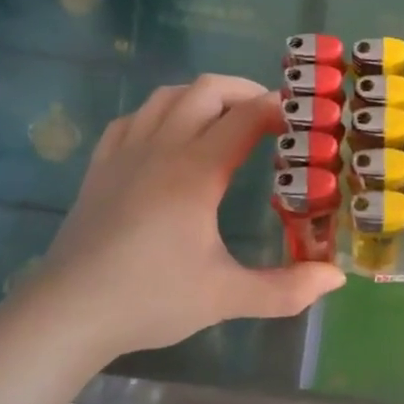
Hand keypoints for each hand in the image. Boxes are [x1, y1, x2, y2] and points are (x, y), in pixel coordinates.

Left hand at [21, 75, 344, 359]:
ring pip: (167, 96)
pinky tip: (168, 136)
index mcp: (196, 171)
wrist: (68, 314)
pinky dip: (160, 113)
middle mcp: (161, 149)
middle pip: (206, 90)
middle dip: (245, 91)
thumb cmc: (150, 299)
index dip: (279, 109)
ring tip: (225, 119)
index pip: (246, 116)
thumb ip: (285, 288)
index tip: (303, 119)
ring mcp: (125, 154)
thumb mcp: (226, 297)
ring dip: (203, 97)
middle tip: (270, 116)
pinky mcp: (100, 168)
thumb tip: (336, 278)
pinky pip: (132, 119)